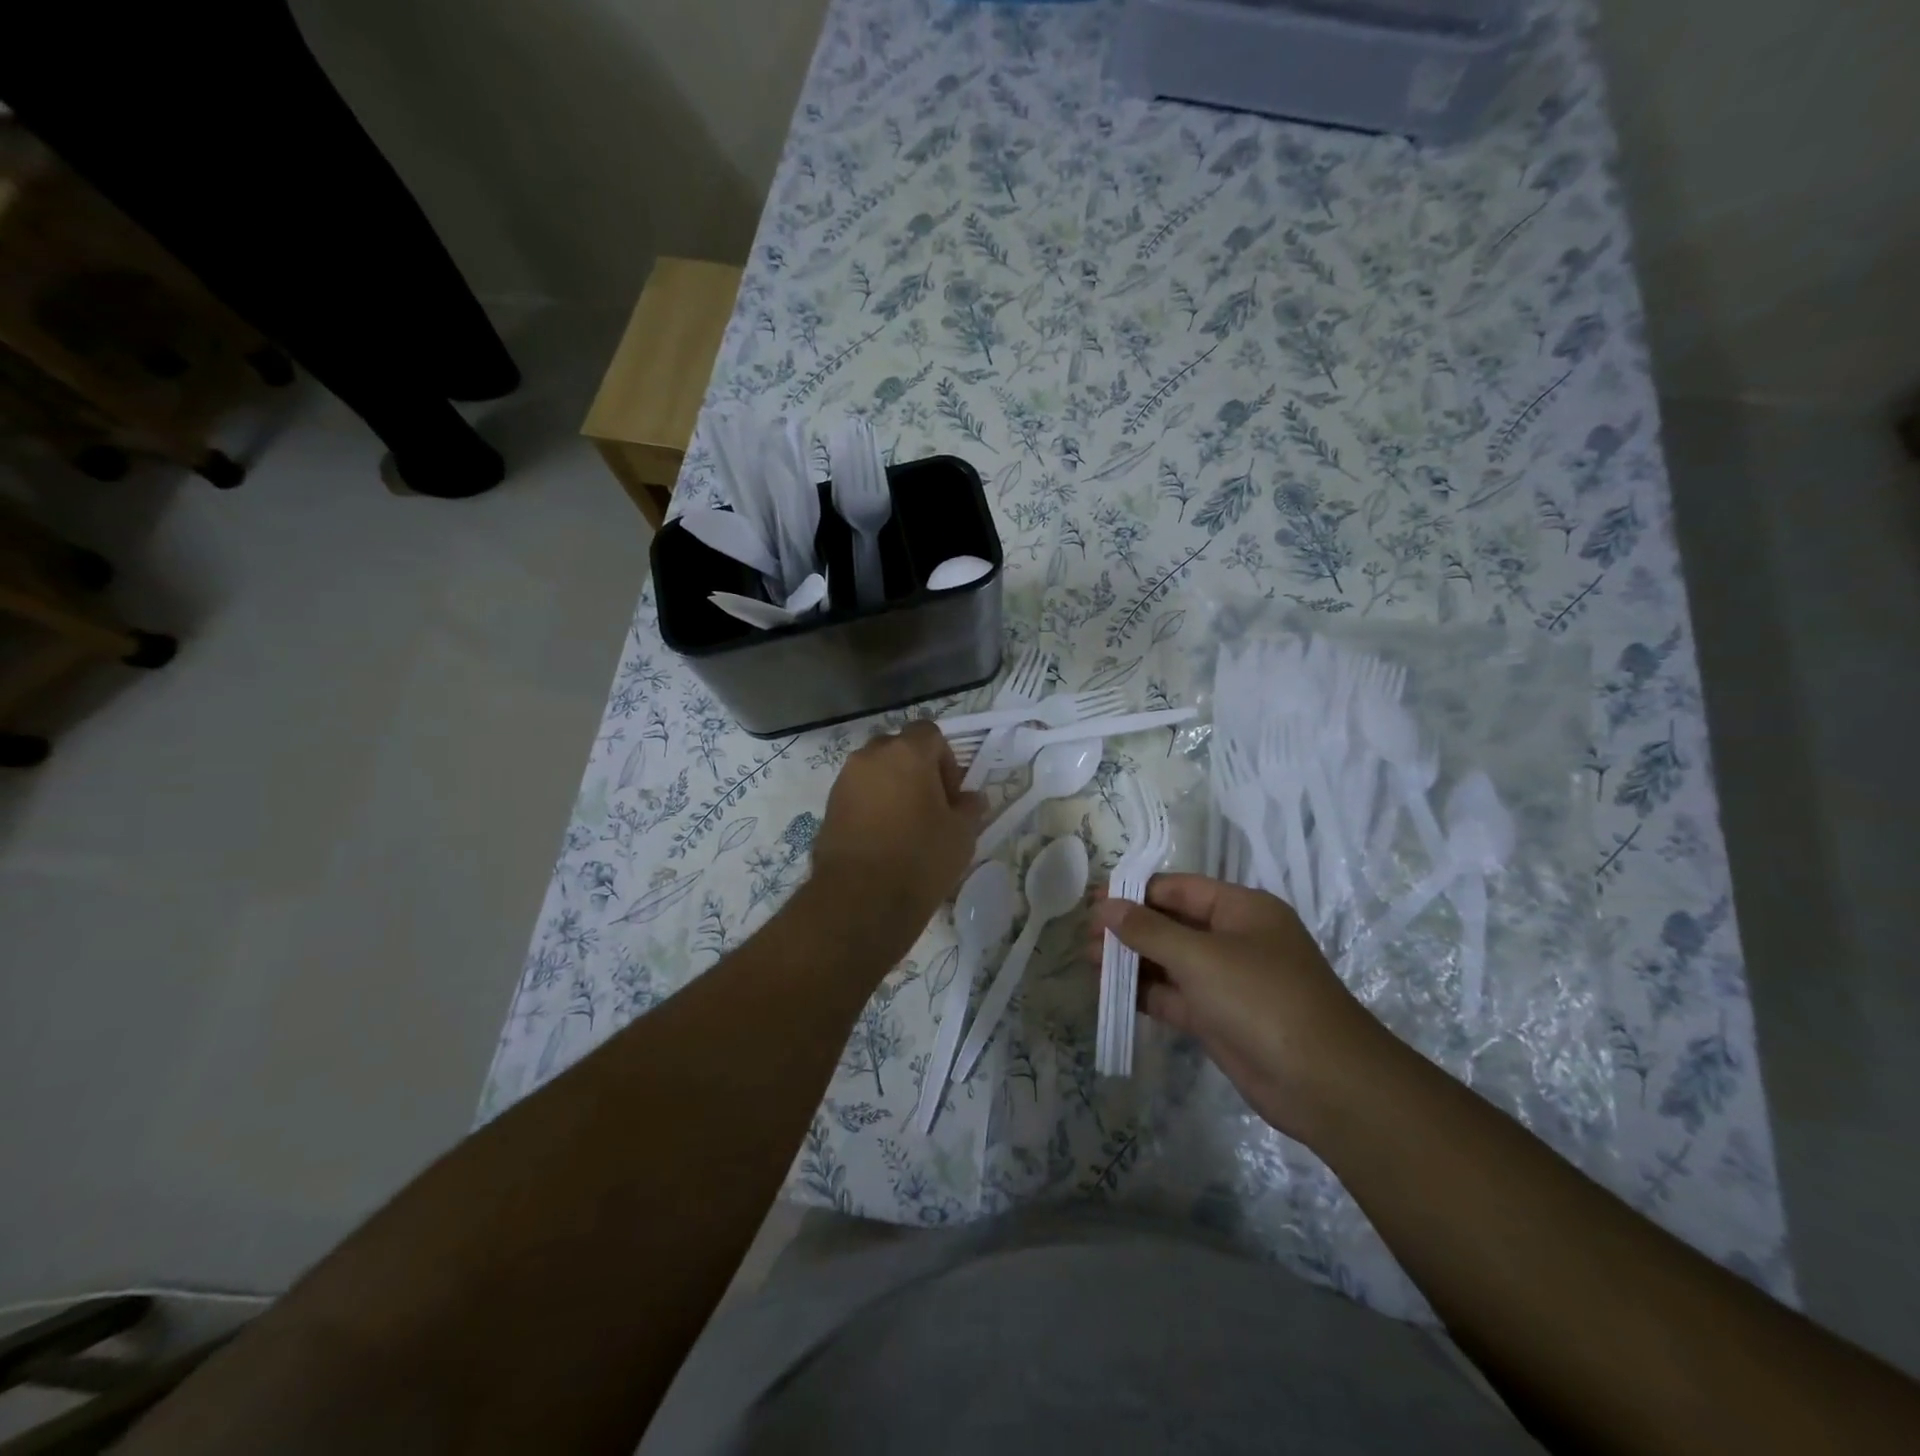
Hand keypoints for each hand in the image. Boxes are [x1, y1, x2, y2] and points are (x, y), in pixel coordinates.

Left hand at [811, 720, 986, 924]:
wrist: (860, 900)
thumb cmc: (920, 858)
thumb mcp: (961, 835)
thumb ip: (969, 808)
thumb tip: (972, 799)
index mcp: (907, 753)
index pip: (930, 733)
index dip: (946, 760)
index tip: (951, 795)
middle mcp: (870, 756)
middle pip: (899, 749)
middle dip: (916, 770)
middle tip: (930, 807)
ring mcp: (844, 781)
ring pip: (875, 771)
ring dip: (892, 788)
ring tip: (905, 827)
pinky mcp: (828, 807)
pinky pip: (858, 794)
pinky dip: (872, 806)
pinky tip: (883, 840)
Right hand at [1090, 875, 1402, 1142]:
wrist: (1323, 1083)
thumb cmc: (1262, 998)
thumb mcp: (1200, 956)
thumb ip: (1149, 930)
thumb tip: (1106, 906)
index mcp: (1241, 909)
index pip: (1178, 888)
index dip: (1135, 892)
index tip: (1093, 901)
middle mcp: (1234, 939)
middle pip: (1172, 923)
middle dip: (1129, 928)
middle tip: (1084, 935)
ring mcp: (1227, 981)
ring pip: (1170, 962)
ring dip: (1132, 961)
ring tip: (1088, 961)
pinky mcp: (1219, 1019)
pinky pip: (1175, 996)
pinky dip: (1146, 993)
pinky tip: (1111, 992)